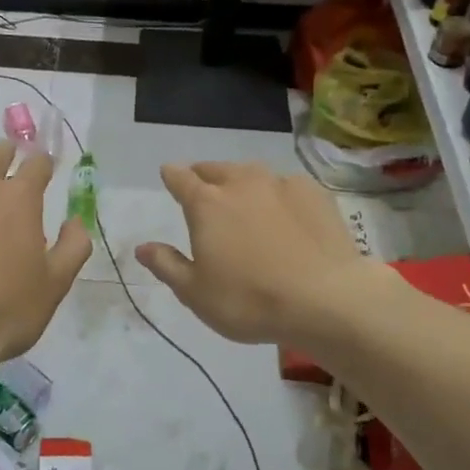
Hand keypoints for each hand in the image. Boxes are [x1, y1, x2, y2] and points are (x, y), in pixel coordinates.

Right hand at [136, 162, 366, 347]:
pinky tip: (285, 211)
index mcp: (206, 204)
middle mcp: (240, 184)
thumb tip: (142, 247)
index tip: (168, 174)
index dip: (171, 175)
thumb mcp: (196, 293)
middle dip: (204, 175)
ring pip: (251, 172)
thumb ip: (167, 265)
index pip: (180, 178)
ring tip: (242, 196)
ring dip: (240, 180)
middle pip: (215, 169)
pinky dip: (277, 193)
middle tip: (202, 187)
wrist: (327, 299)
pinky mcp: (314, 193)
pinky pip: (286, 185)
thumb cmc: (250, 300)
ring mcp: (280, 184)